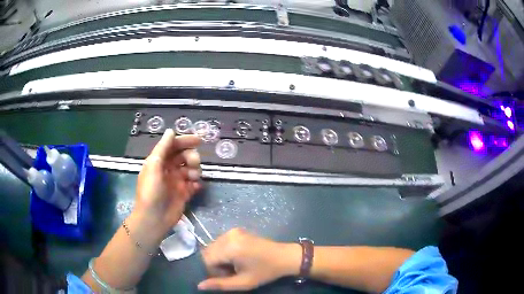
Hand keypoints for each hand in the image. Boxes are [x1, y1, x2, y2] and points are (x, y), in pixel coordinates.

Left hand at [133, 129, 200, 235]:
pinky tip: (195, 187)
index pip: (173, 146)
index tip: (198, 140)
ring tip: (193, 177)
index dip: (184, 141)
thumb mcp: (153, 167)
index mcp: (159, 161)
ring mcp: (177, 181)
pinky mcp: (184, 193)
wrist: (154, 219)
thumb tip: (171, 131)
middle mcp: (168, 169)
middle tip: (194, 163)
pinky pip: (194, 184)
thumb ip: (162, 148)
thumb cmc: (151, 192)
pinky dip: (196, 183)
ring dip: (195, 170)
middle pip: (184, 156)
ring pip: (191, 169)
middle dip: (191, 156)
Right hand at [199, 228, 301, 290]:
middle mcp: (229, 235)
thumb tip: (199, 285)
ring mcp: (233, 231)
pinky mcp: (236, 230)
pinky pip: (221, 242)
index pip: (206, 259)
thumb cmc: (265, 272)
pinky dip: (223, 251)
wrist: (284, 257)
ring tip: (235, 265)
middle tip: (232, 272)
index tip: (228, 276)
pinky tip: (237, 258)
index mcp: (230, 247)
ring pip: (213, 247)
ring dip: (218, 258)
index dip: (213, 271)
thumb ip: (220, 284)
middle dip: (215, 264)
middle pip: (208, 252)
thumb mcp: (243, 282)